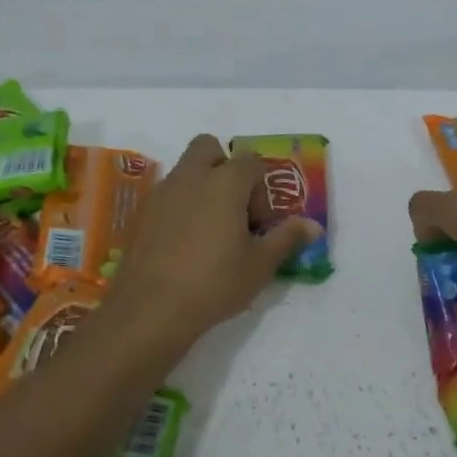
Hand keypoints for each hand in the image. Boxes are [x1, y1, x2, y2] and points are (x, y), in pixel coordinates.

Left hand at [109, 135, 319, 340]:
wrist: (151, 308)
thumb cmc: (215, 281)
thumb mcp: (260, 264)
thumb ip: (287, 238)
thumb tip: (314, 225)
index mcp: (225, 182)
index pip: (252, 161)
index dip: (262, 187)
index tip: (262, 221)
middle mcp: (191, 177)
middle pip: (209, 147)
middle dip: (225, 165)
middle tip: (235, 205)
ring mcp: (162, 193)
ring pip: (185, 170)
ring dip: (202, 186)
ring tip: (213, 228)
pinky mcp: (142, 215)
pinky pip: (168, 195)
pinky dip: (181, 206)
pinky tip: (187, 243)